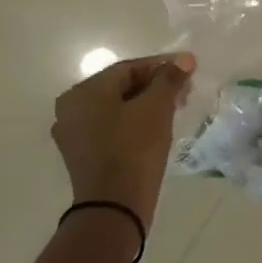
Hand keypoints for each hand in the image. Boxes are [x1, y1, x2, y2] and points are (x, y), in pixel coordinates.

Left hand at [50, 51, 197, 228]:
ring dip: (147, 103)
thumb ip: (169, 79)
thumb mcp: (156, 107)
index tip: (190, 68)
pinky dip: (135, 121)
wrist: (115, 204)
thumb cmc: (134, 147)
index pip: (128, 68)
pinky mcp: (84, 155)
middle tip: (186, 90)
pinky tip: (157, 127)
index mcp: (83, 93)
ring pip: (117, 108)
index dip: (162, 65)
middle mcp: (71, 109)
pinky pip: (112, 127)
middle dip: (155, 85)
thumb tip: (184, 59)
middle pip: (120, 87)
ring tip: (176, 108)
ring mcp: (74, 134)